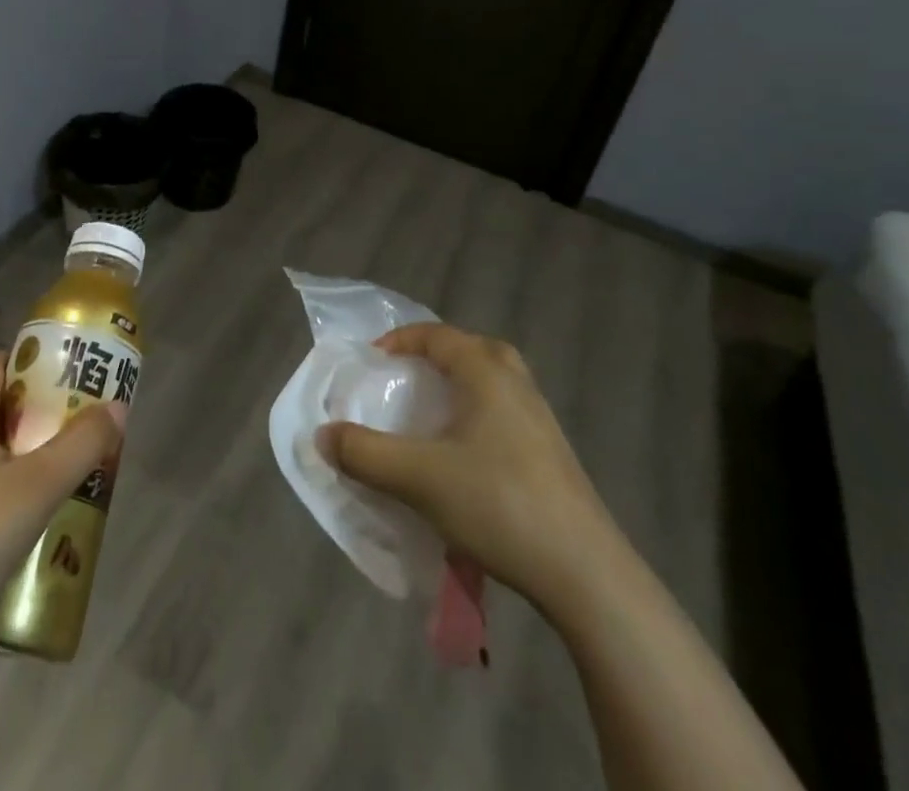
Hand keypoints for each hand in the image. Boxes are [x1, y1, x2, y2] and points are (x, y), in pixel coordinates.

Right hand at [317, 323, 613, 613]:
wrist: (586, 574)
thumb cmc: (498, 504)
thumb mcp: (418, 478)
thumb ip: (364, 453)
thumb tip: (322, 436)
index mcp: (486, 372)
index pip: (436, 335)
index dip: (398, 341)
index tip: (370, 362)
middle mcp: (516, 383)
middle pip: (470, 350)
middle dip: (433, 359)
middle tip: (405, 381)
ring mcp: (540, 419)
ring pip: (491, 383)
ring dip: (457, 390)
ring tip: (428, 419)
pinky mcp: (552, 454)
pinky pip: (504, 413)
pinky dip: (476, 418)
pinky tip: (462, 459)